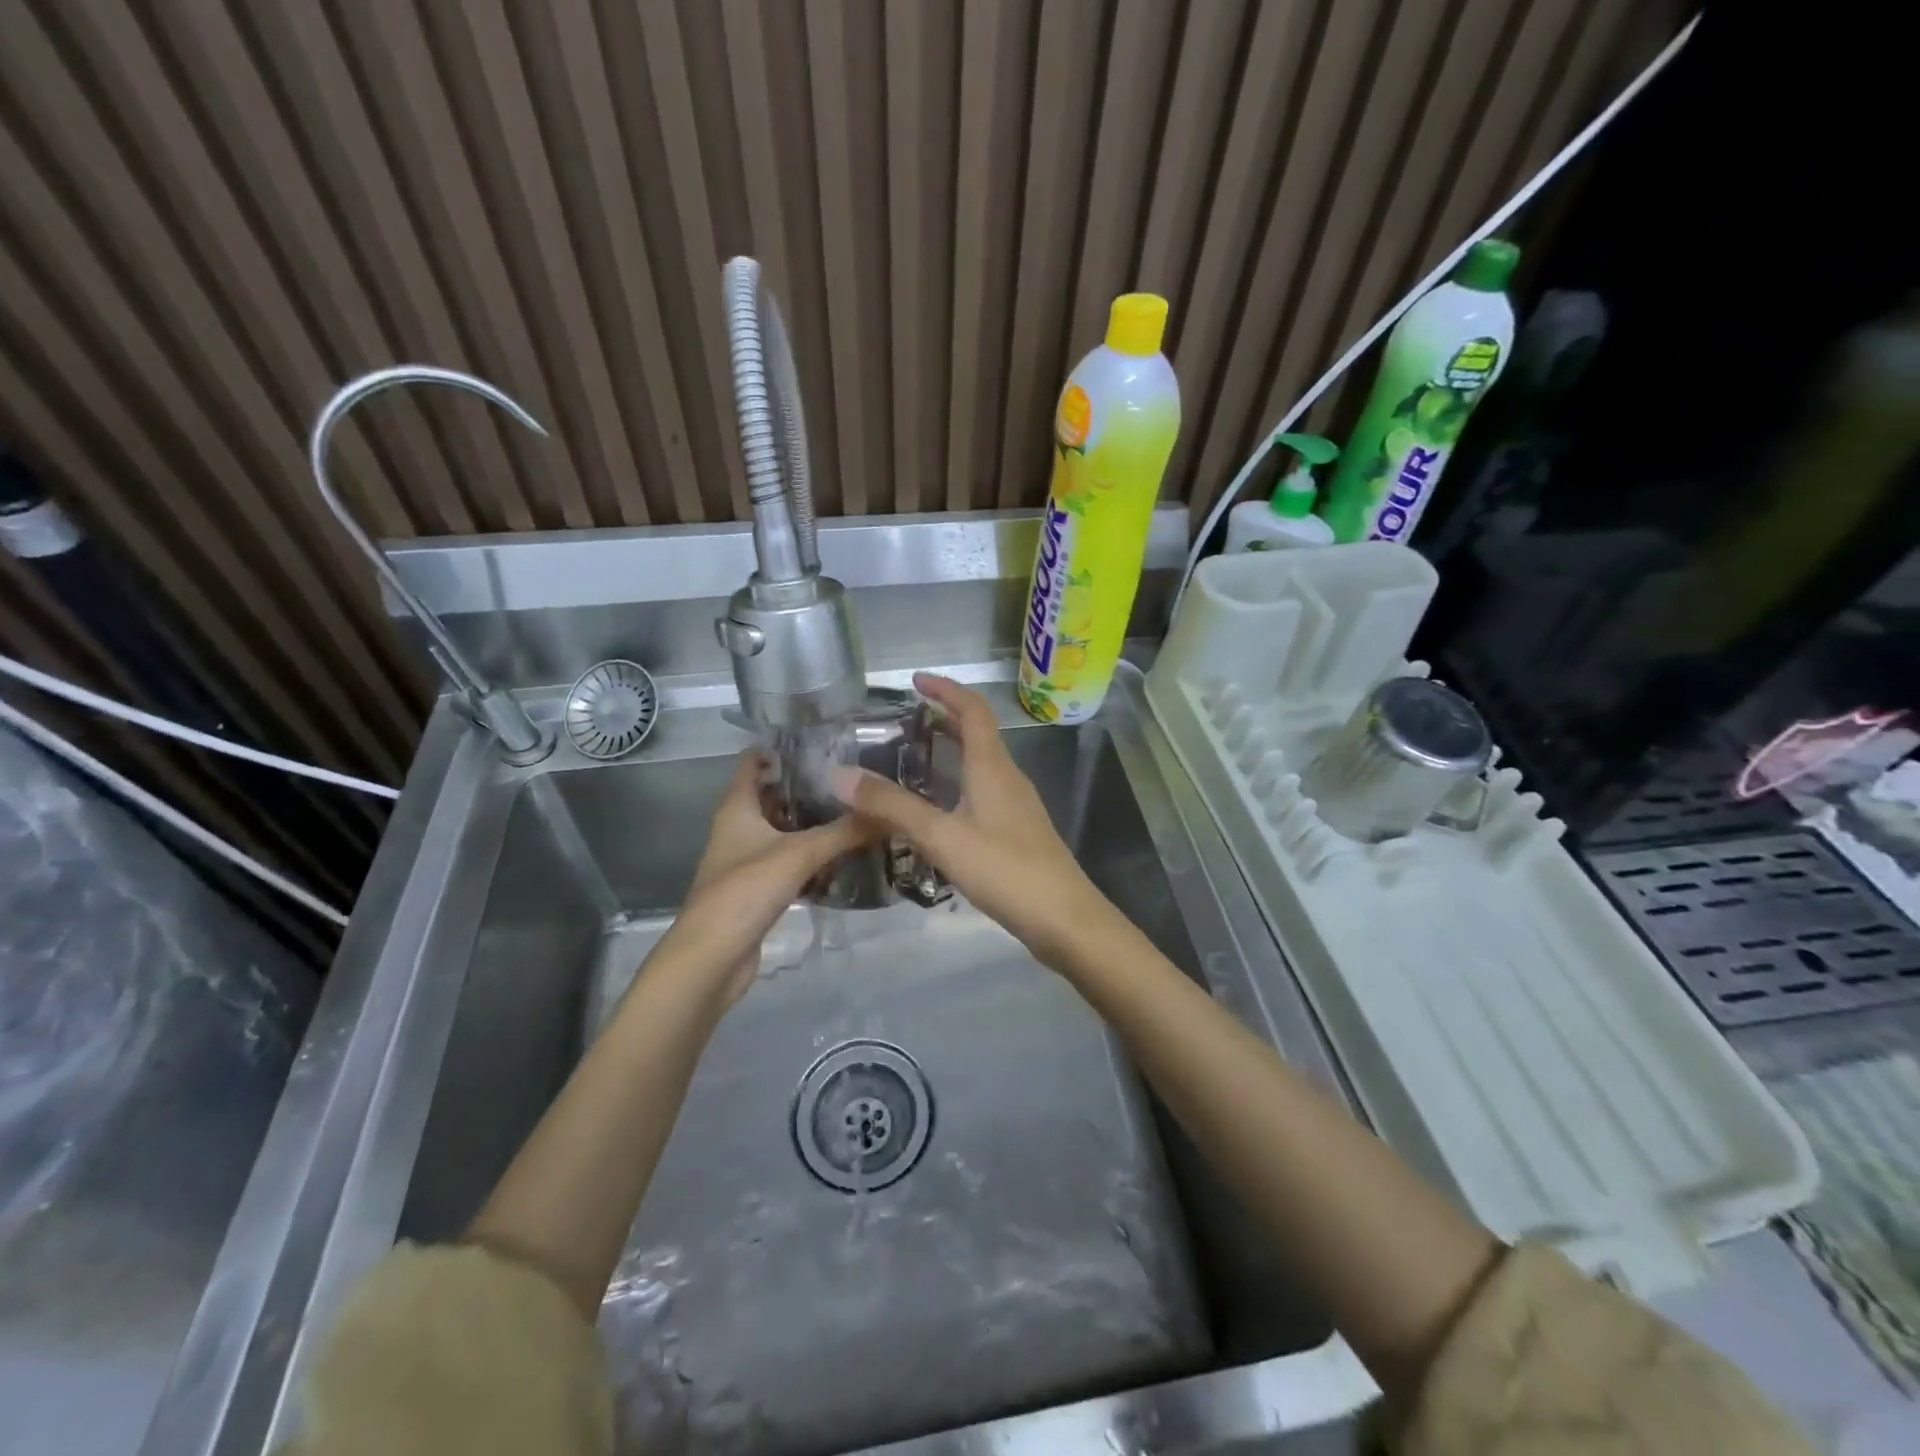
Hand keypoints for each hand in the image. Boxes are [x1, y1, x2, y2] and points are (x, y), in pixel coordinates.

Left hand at [654, 750, 876, 1005]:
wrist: (712, 958)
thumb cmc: (745, 891)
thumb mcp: (799, 854)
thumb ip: (844, 831)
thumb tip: (890, 811)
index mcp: (737, 808)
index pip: (753, 762)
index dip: (781, 748)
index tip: (822, 740)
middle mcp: (739, 828)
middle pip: (774, 796)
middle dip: (809, 787)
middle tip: (853, 777)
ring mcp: (748, 860)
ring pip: (785, 832)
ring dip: (814, 824)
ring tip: (857, 811)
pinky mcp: (759, 889)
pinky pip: (790, 863)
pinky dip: (813, 858)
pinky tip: (845, 858)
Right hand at [833, 673, 1118, 967]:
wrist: (1064, 918)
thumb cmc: (1005, 869)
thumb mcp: (942, 836)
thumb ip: (892, 806)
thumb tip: (839, 774)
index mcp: (992, 766)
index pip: (973, 710)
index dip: (946, 689)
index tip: (915, 681)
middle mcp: (1007, 777)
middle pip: (978, 733)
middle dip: (945, 718)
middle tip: (906, 718)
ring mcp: (1016, 805)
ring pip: (981, 764)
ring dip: (952, 751)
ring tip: (914, 757)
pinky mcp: (1018, 831)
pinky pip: (984, 791)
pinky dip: (958, 783)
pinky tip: (939, 809)